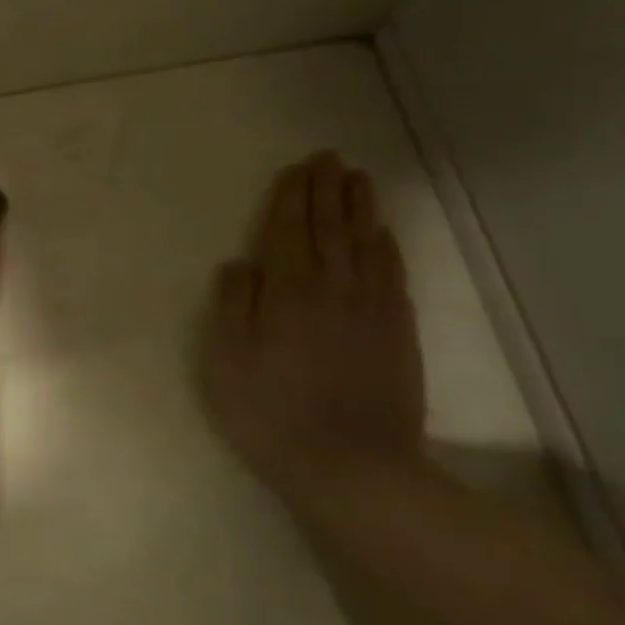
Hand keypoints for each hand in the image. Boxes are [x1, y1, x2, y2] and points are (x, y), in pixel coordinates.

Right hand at [202, 152, 425, 502]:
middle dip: (326, 190)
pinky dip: (387, 247)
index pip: (288, 231)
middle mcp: (332, 288)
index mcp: (287, 293)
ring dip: (359, 208)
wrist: (352, 466)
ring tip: (357, 179)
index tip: (296, 169)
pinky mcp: (397, 331)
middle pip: (330, 228)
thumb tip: (238, 263)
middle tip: (328, 158)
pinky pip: (392, 274)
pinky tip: (383, 234)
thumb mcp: (227, 363)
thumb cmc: (271, 415)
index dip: (291, 198)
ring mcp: (371, 308)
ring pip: (365, 244)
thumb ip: (232, 307)